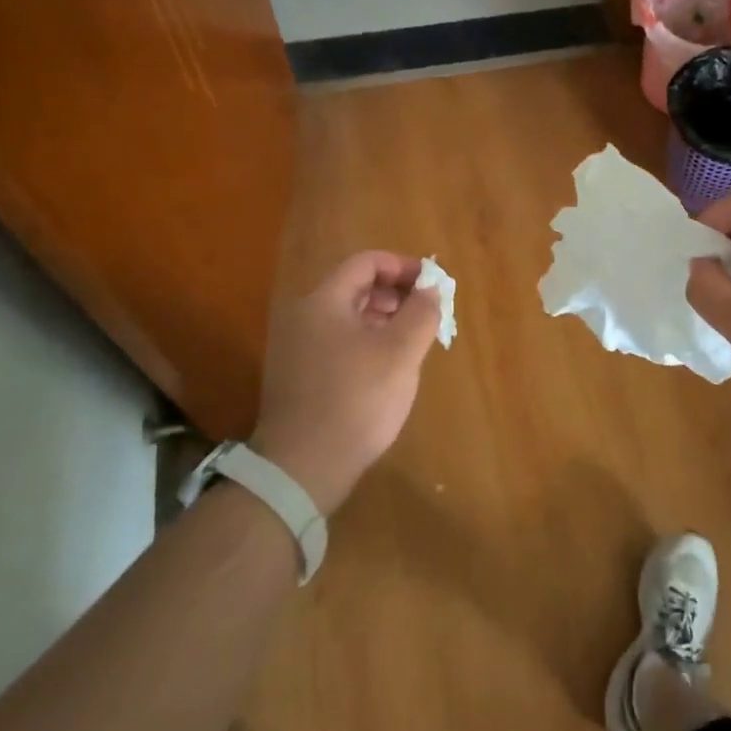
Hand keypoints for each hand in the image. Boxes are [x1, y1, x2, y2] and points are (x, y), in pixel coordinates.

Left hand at [252, 252, 443, 513]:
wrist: (303, 467)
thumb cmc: (356, 401)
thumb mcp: (400, 353)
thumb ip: (421, 313)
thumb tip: (431, 288)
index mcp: (324, 302)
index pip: (366, 263)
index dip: (403, 267)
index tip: (432, 285)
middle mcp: (304, 316)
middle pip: (355, 287)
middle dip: (396, 294)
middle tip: (428, 314)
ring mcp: (297, 347)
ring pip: (348, 317)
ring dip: (384, 319)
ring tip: (413, 341)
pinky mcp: (299, 375)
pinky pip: (338, 342)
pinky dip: (367, 342)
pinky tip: (388, 368)